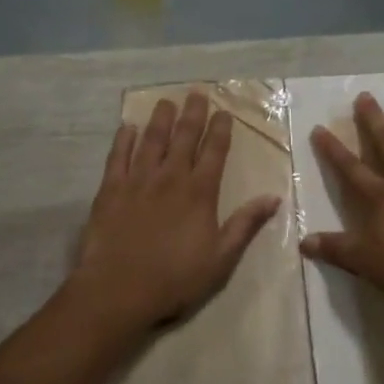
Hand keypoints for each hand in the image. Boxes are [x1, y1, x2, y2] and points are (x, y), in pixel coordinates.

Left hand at [71, 92, 282, 335]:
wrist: (118, 289)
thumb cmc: (175, 279)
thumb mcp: (221, 258)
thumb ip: (245, 225)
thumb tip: (273, 197)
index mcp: (199, 193)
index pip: (214, 152)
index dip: (220, 130)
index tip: (224, 113)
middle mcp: (170, 178)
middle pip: (184, 137)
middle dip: (193, 114)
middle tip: (196, 94)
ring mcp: (137, 181)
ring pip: (151, 140)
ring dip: (160, 119)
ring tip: (165, 102)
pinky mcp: (110, 190)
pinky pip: (118, 157)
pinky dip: (123, 140)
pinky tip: (128, 128)